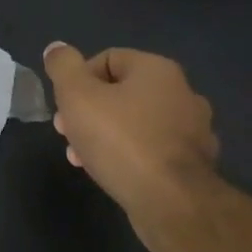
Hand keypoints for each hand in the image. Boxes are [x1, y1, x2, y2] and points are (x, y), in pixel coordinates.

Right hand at [43, 42, 220, 241]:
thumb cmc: (120, 140)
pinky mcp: (195, 164)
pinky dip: (129, 155)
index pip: (106, 59)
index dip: (77, 80)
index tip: (64, 108)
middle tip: (67, 133)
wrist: (171, 203)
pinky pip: (151, 149)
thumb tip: (57, 48)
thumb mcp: (76, 95)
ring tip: (82, 157)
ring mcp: (193, 130)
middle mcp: (182, 93)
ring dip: (104, 135)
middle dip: (88, 111)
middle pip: (120, 92)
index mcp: (157, 70)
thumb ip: (63, 66)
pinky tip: (110, 172)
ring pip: (135, 123)